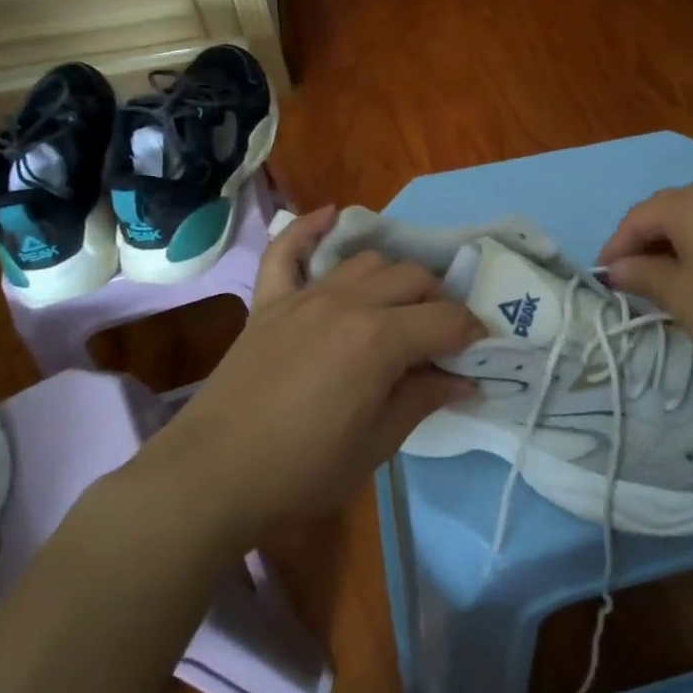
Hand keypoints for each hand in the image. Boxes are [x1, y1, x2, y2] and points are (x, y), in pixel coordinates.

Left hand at [139, 207, 483, 546]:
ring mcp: (304, 297)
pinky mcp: (269, 302)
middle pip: (412, 278)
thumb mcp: (378, 443)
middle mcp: (347, 303)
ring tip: (399, 306)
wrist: (212, 477)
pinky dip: (309, 229)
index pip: (445, 319)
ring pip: (367, 261)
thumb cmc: (303, 470)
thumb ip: (424, 399)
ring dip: (394, 277)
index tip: (479, 352)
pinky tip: (330, 216)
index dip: (471, 334)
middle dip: (439, 302)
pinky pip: (287, 251)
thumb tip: (466, 380)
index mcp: (379, 340)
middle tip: (440, 337)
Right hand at [598, 181, 692, 382]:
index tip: (604, 281)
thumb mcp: (681, 297)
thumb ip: (643, 276)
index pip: (637, 217)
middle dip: (642, 243)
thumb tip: (615, 268)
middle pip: (666, 211)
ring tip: (664, 281)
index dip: (615, 247)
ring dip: (672, 245)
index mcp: (690, 203)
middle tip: (631, 281)